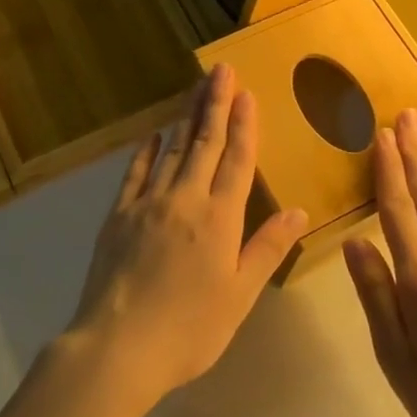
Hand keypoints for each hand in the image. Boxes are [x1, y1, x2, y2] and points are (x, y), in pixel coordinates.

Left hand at [66, 64, 308, 407]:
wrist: (118, 346)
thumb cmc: (189, 328)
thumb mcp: (239, 295)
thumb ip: (268, 248)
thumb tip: (298, 210)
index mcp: (220, 218)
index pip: (237, 160)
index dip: (244, 125)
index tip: (247, 93)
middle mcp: (185, 199)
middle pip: (204, 142)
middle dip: (216, 104)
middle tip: (221, 70)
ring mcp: (148, 203)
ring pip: (173, 150)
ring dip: (187, 117)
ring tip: (196, 89)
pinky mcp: (119, 215)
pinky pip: (136, 173)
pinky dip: (147, 151)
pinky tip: (153, 135)